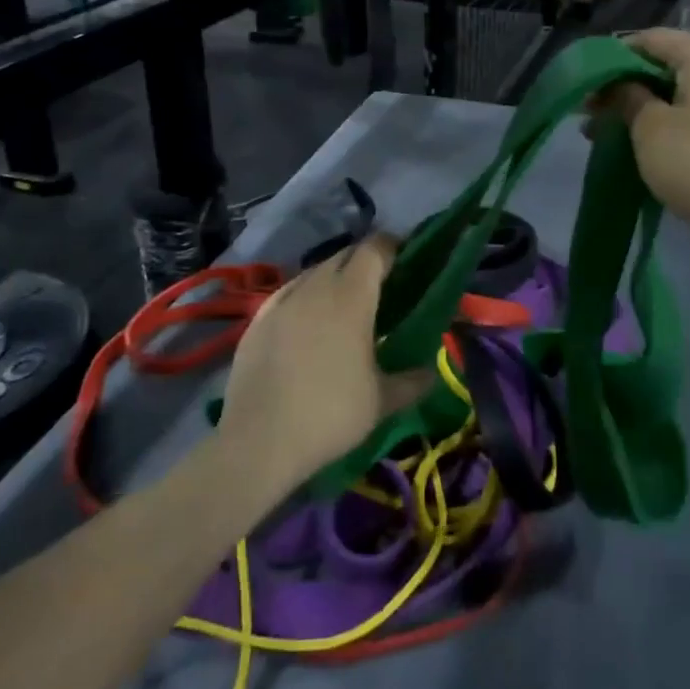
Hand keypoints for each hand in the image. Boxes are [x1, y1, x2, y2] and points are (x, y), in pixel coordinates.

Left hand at [216, 234, 434, 488]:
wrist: (258, 441)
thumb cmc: (330, 414)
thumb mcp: (381, 402)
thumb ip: (412, 381)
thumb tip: (432, 373)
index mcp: (351, 295)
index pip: (375, 250)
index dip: (393, 247)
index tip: (407, 259)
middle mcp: (316, 286)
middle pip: (344, 256)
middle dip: (364, 262)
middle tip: (382, 287)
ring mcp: (281, 300)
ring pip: (314, 273)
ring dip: (334, 279)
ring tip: (345, 306)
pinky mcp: (257, 319)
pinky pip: (288, 294)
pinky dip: (305, 298)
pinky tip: (307, 323)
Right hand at [599, 29, 689, 265]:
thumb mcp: (649, 128)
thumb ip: (627, 97)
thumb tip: (620, 85)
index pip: (650, 39)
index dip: (613, 59)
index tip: (586, 86)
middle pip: (666, 67)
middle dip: (625, 88)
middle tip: (591, 115)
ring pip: (680, 95)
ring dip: (643, 111)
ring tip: (608, 136)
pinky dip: (668, 126)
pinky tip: (643, 148)